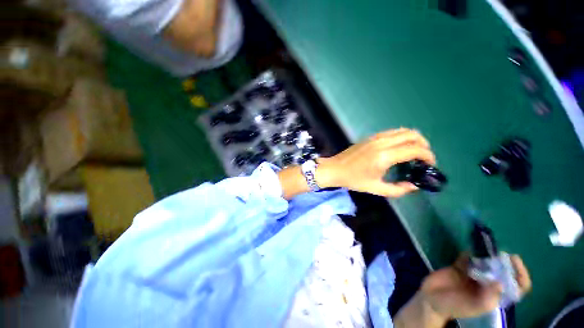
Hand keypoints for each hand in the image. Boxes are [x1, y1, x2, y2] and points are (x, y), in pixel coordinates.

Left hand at [317, 128, 435, 196]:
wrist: (335, 169)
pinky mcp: (370, 137)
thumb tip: (414, 186)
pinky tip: (399, 148)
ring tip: (414, 152)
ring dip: (413, 139)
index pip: (415, 149)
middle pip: (412, 134)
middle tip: (423, 158)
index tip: (430, 164)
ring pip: (402, 130)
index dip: (428, 155)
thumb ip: (398, 189)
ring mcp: (375, 137)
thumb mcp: (376, 188)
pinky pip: (392, 132)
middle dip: (424, 144)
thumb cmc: (353, 180)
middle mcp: (382, 143)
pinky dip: (401, 137)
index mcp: (384, 156)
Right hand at [420, 254, 531, 320]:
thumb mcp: (472, 307)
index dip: (520, 274)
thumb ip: (487, 298)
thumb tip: (500, 282)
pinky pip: (467, 257)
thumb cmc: (453, 306)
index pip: (516, 287)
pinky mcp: (460, 267)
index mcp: (494, 296)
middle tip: (497, 253)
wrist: (430, 298)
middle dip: (502, 261)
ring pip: (485, 263)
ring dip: (486, 255)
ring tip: (483, 250)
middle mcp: (487, 285)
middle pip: (502, 271)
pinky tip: (467, 251)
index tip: (513, 260)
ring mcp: (473, 275)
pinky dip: (469, 252)